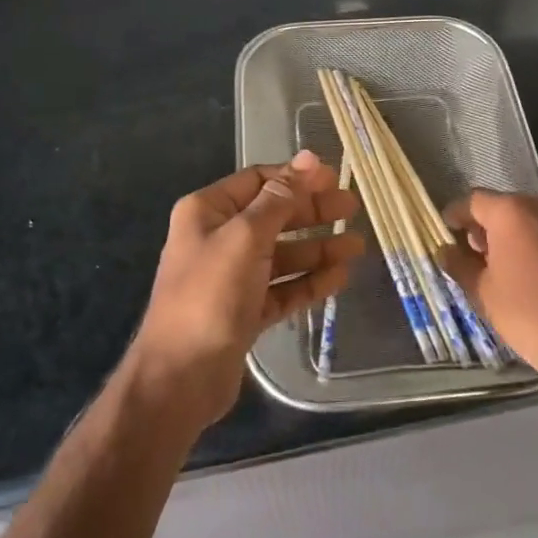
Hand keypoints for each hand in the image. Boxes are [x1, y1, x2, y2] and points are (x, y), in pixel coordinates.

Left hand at [129, 150, 362, 430]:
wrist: (179, 379)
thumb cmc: (209, 295)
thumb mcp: (246, 237)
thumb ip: (280, 198)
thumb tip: (309, 158)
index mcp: (208, 211)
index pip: (259, 181)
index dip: (296, 177)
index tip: (334, 178)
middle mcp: (218, 238)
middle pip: (274, 216)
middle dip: (313, 212)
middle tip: (353, 208)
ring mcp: (232, 277)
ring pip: (282, 254)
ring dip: (317, 249)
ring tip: (357, 247)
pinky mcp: (245, 311)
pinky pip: (283, 288)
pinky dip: (309, 282)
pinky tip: (339, 278)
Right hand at [441, 191, 537, 411]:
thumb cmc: (531, 317)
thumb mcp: (484, 294)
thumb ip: (459, 265)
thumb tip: (445, 250)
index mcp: (513, 212)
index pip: (474, 201)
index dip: (457, 215)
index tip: (448, 230)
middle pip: (508, 207)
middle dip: (490, 226)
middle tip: (478, 253)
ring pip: (537, 220)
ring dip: (520, 235)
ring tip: (511, 266)